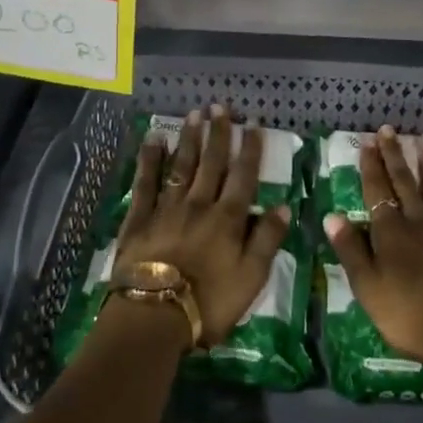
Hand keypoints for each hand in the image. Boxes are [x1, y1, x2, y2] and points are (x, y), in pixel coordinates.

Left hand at [112, 107, 289, 349]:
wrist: (154, 316)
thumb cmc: (209, 302)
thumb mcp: (252, 278)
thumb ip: (267, 240)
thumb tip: (283, 206)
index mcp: (228, 218)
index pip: (243, 176)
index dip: (250, 148)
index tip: (253, 123)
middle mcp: (199, 204)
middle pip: (212, 162)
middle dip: (218, 133)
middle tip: (220, 106)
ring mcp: (167, 208)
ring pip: (181, 165)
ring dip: (189, 138)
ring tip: (194, 114)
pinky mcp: (140, 217)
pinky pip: (146, 181)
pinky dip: (150, 159)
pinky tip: (154, 139)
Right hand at [324, 127, 422, 371]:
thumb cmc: (410, 316)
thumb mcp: (368, 289)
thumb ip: (351, 251)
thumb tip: (332, 216)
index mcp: (391, 233)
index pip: (377, 192)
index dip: (371, 167)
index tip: (367, 142)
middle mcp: (420, 221)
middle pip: (405, 183)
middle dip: (395, 155)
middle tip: (389, 129)